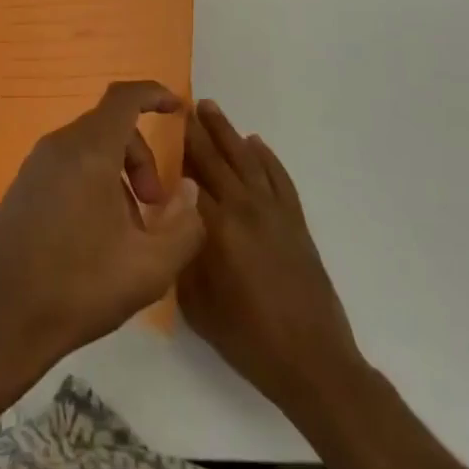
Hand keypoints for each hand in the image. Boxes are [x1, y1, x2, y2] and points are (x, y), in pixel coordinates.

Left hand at [0, 81, 203, 368]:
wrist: (5, 315)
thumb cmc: (81, 286)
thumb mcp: (150, 267)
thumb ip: (183, 225)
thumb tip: (190, 193)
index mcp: (88, 152)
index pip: (123, 99)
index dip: (153, 94)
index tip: (177, 108)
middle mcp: (58, 146)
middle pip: (109, 126)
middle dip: (141, 155)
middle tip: (155, 205)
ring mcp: (35, 165)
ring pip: (89, 148)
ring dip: (118, 174)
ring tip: (129, 230)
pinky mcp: (22, 186)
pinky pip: (67, 166)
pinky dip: (93, 182)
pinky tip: (98, 234)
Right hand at [181, 99, 365, 419]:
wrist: (313, 363)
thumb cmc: (247, 337)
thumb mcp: (196, 303)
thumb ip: (181, 255)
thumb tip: (171, 222)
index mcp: (216, 227)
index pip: (187, 176)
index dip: (171, 152)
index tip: (155, 128)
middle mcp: (245, 209)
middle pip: (215, 159)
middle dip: (195, 131)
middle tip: (179, 106)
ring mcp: (274, 213)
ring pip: (246, 159)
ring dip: (227, 132)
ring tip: (209, 108)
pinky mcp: (296, 223)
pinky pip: (278, 178)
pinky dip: (266, 157)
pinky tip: (255, 143)